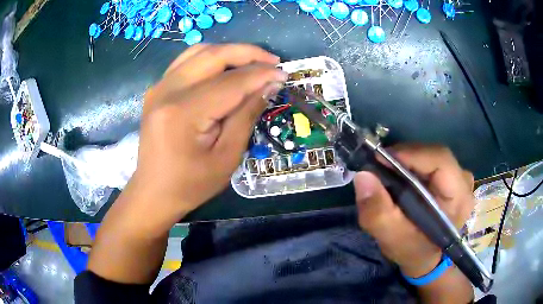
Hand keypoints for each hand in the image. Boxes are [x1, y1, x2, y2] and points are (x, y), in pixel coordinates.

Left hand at [125, 44, 287, 228]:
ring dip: (229, 52)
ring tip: (253, 62)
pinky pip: (186, 61)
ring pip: (199, 52)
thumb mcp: (227, 157)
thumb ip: (246, 115)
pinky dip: (209, 57)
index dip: (261, 74)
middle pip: (213, 56)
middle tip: (272, 62)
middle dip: (248, 53)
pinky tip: (224, 67)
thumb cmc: (191, 184)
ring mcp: (159, 87)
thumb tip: (268, 85)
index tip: (284, 74)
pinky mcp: (157, 89)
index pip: (231, 82)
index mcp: (184, 113)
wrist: (154, 191)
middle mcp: (167, 91)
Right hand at [353, 144, 474, 277]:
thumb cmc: (413, 251)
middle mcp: (464, 182)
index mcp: (459, 198)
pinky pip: (431, 161)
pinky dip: (413, 165)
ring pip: (431, 155)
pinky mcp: (452, 177)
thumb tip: (363, 176)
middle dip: (404, 157)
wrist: (426, 258)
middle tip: (379, 167)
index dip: (410, 154)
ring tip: (388, 173)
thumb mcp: (392, 238)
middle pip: (434, 154)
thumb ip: (378, 212)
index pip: (440, 160)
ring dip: (407, 161)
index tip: (379, 159)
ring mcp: (460, 177)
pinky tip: (402, 177)